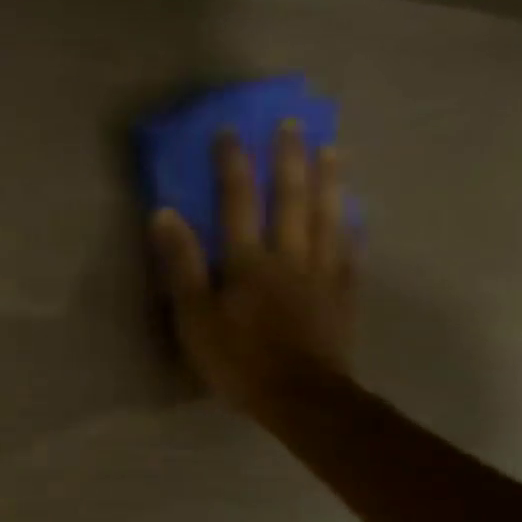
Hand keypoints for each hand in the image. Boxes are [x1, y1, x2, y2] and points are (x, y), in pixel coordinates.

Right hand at [147, 124, 353, 418]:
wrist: (300, 398)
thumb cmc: (238, 360)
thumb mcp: (194, 317)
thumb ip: (181, 265)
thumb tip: (165, 214)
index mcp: (248, 261)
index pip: (238, 201)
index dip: (233, 165)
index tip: (230, 131)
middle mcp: (290, 255)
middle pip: (292, 198)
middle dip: (290, 158)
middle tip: (293, 123)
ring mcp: (323, 273)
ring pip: (329, 216)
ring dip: (329, 179)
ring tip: (333, 148)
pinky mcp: (343, 294)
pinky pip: (350, 251)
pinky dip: (352, 226)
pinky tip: (356, 212)